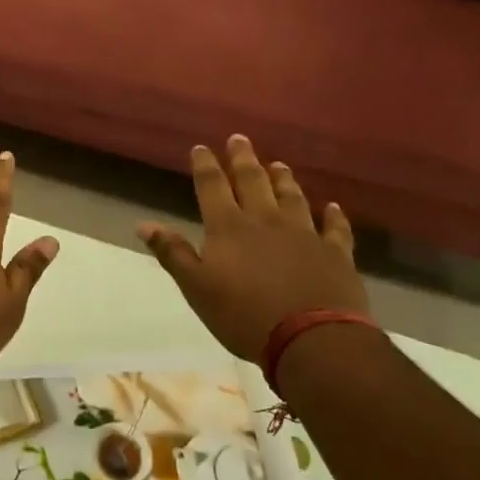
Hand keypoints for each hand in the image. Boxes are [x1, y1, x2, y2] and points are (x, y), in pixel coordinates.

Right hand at [137, 136, 368, 362]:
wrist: (312, 341)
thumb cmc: (244, 315)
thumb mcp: (197, 288)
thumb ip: (173, 253)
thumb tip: (144, 224)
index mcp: (228, 227)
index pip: (212, 187)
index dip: (205, 165)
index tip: (201, 147)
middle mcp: (265, 221)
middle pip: (253, 181)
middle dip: (243, 159)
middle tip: (239, 138)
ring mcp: (304, 234)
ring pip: (292, 198)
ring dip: (284, 180)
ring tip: (279, 164)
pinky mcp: (335, 254)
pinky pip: (335, 229)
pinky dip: (334, 217)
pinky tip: (333, 208)